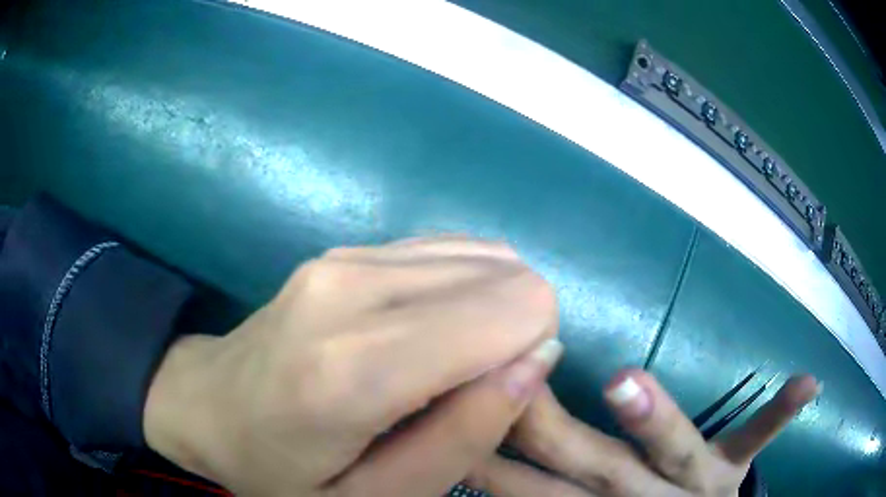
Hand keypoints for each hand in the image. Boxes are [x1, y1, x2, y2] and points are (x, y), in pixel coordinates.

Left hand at [143, 237, 562, 495]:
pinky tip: (430, 332)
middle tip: (471, 388)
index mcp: (355, 369)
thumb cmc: (283, 470)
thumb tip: (538, 357)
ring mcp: (346, 257)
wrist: (208, 406)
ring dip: (490, 313)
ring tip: (447, 365)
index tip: (499, 399)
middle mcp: (354, 288)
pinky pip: (451, 250)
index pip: (513, 310)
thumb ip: (465, 436)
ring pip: (486, 258)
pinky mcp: (346, 250)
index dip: (532, 354)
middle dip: (515, 335)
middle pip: (508, 278)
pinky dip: (464, 291)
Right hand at [470, 370, 818, 495]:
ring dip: (650, 420)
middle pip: (590, 465)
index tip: (462, 413)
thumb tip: (474, 479)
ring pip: (670, 450)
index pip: (533, 486)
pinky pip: (759, 436)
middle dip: (546, 430)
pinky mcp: (734, 467)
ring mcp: (697, 482)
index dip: (497, 458)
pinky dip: (780, 413)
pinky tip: (809, 383)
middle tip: (510, 386)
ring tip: (624, 383)